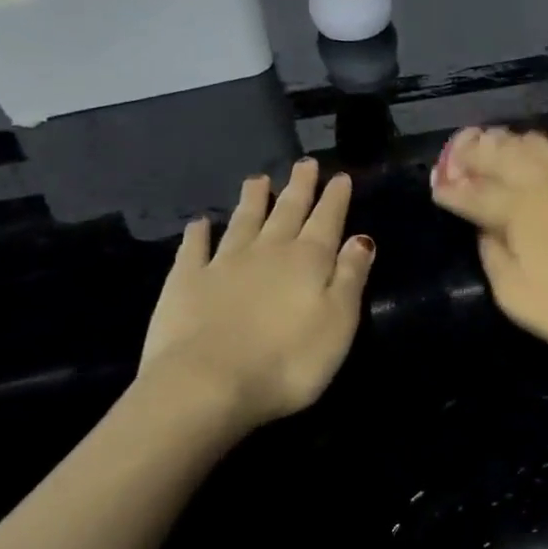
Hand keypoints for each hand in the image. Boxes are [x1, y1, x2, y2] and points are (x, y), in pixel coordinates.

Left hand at [139, 158, 375, 432]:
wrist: (206, 385)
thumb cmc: (288, 360)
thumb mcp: (339, 321)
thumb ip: (351, 277)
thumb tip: (362, 238)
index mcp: (309, 260)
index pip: (327, 220)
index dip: (335, 198)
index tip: (340, 176)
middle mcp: (268, 251)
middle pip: (286, 212)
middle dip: (299, 187)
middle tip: (304, 164)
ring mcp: (223, 264)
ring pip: (243, 222)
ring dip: (253, 200)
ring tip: (258, 179)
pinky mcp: (185, 283)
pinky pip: (194, 249)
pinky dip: (199, 234)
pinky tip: (200, 223)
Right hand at [430, 115, 547, 363]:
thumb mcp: (518, 298)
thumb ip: (495, 257)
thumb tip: (485, 230)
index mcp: (518, 209)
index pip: (475, 192)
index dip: (452, 188)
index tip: (438, 185)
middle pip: (506, 155)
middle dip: (478, 151)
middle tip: (463, 150)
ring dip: (520, 142)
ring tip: (505, 141)